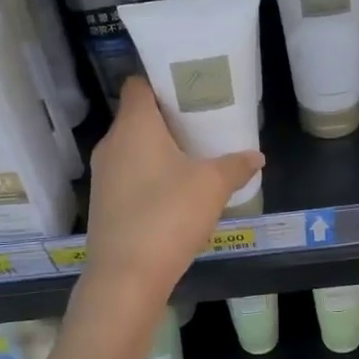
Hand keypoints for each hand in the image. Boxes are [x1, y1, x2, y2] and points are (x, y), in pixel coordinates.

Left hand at [84, 78, 263, 289]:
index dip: (162, 81)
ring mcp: (103, 176)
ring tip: (193, 158)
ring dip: (159, 151)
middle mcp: (111, 144)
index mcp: (134, 126)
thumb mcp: (212, 186)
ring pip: (133, 149)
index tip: (189, 87)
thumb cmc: (168, 215)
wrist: (126, 277)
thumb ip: (236, 166)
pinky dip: (149, 177)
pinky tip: (175, 194)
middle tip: (202, 123)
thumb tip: (255, 156)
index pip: (139, 84)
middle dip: (168, 119)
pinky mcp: (103, 204)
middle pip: (138, 117)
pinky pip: (129, 177)